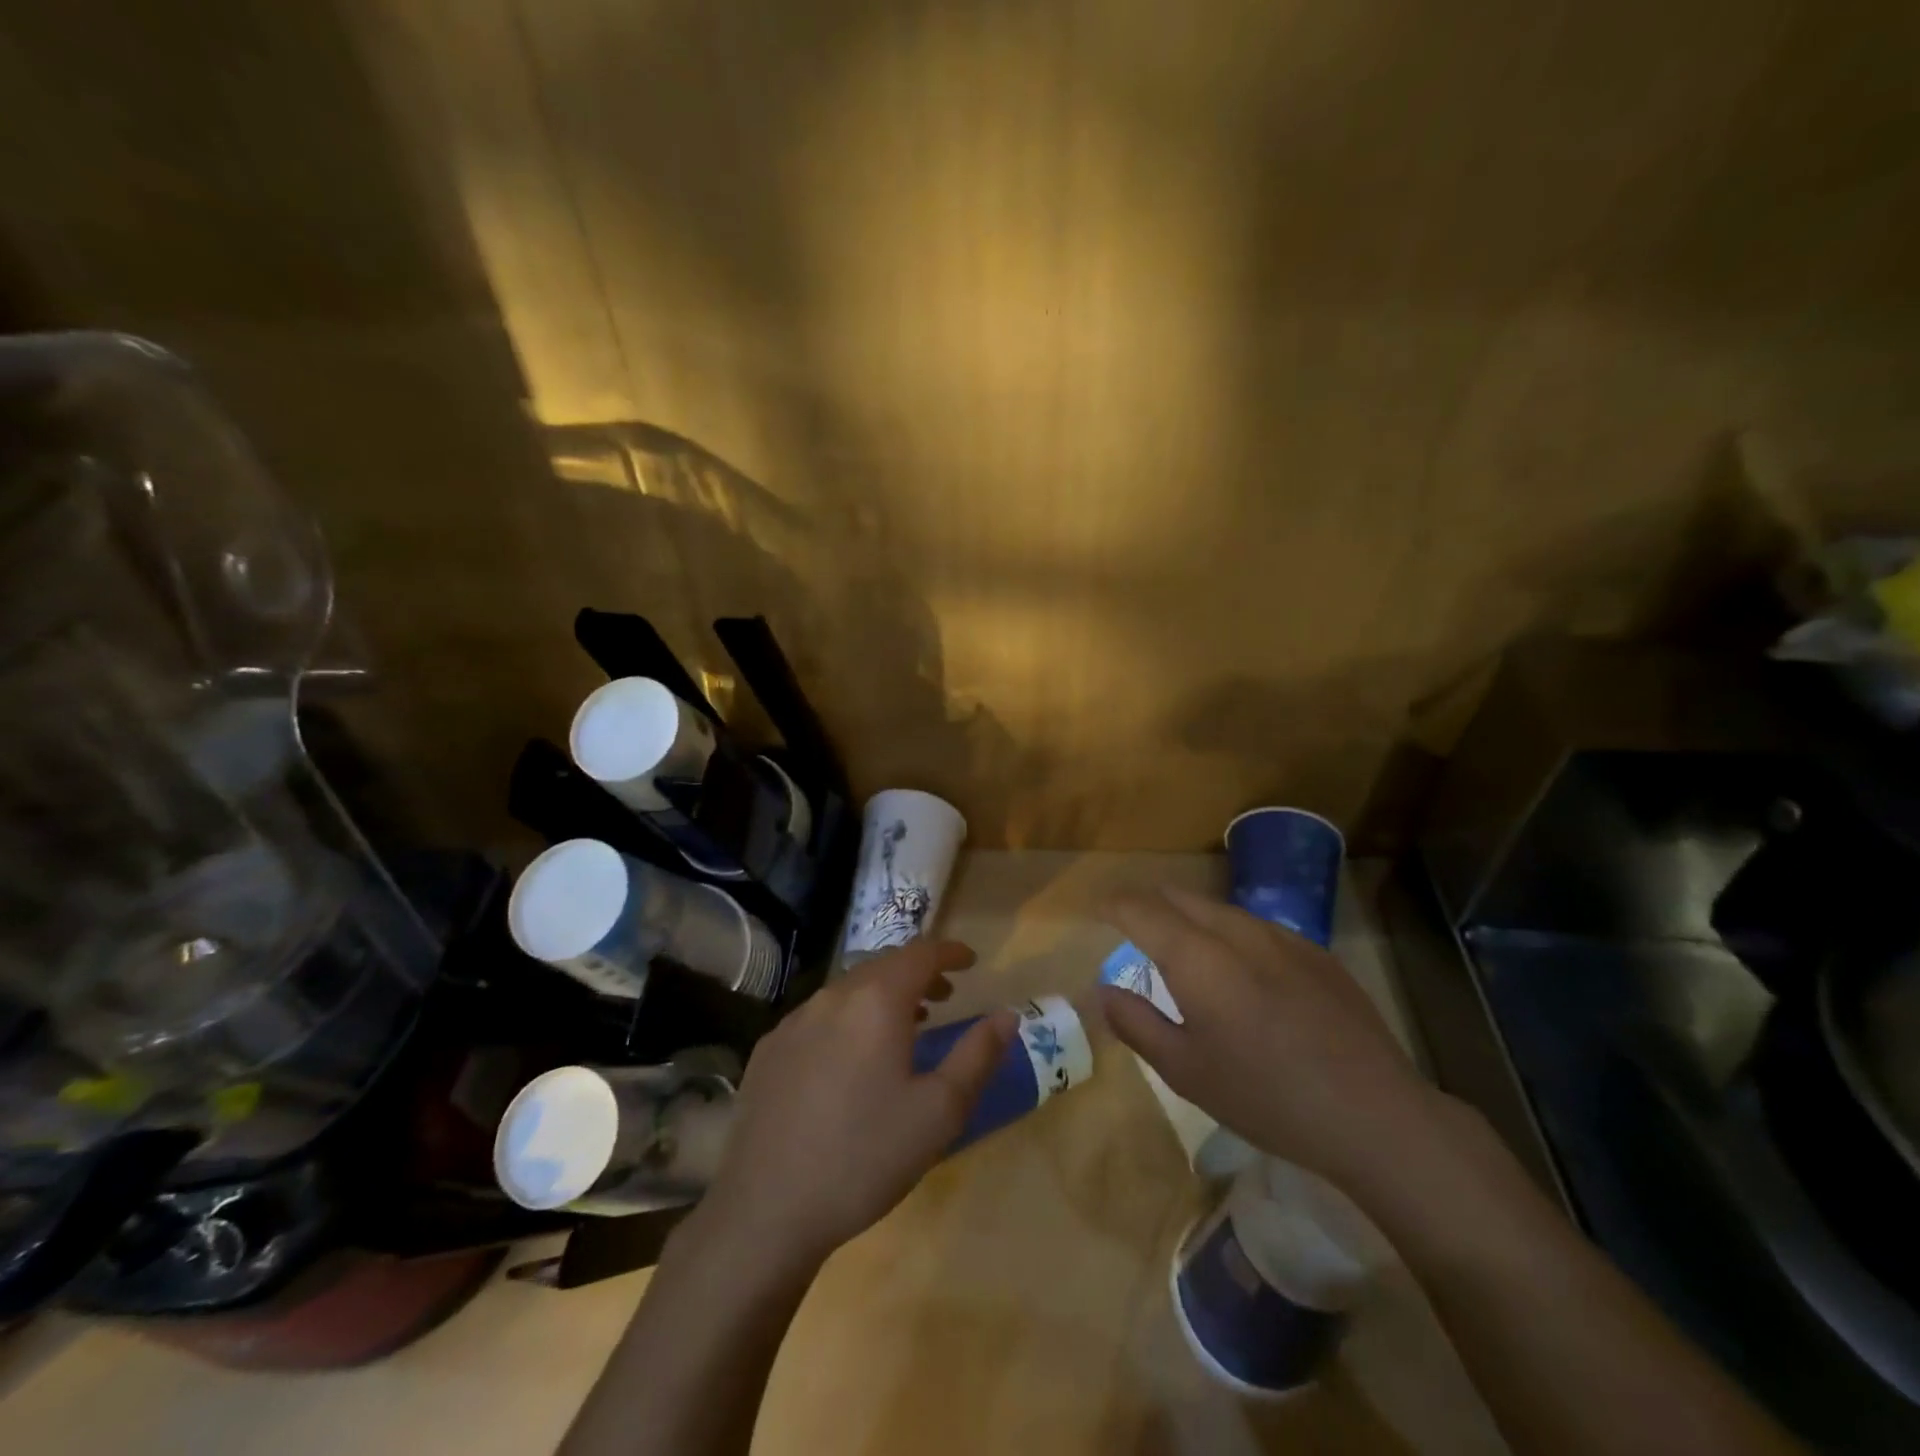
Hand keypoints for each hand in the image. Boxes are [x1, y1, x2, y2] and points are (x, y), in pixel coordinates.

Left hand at [699, 940, 1016, 1269]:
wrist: (764, 1211)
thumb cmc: (865, 1157)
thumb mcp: (939, 1112)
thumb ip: (978, 1055)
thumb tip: (1007, 1015)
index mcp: (876, 1001)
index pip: (920, 953)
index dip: (950, 952)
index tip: (971, 961)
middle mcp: (832, 997)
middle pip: (882, 966)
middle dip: (918, 973)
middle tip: (945, 997)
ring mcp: (793, 1022)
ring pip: (848, 990)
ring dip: (882, 996)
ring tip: (906, 1025)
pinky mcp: (768, 1050)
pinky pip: (819, 1017)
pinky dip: (848, 1019)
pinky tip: (850, 1061)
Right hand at [1097, 886, 1438, 1189]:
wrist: (1375, 1116)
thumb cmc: (1266, 1097)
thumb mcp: (1185, 1071)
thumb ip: (1136, 1023)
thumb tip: (1104, 990)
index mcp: (1197, 957)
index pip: (1140, 908)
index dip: (1113, 904)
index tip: (1097, 910)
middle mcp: (1236, 931)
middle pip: (1179, 896)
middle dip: (1148, 904)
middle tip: (1130, 927)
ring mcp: (1282, 937)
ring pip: (1219, 909)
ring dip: (1189, 918)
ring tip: (1183, 950)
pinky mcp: (1316, 953)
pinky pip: (1256, 927)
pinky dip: (1229, 934)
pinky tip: (1242, 972)